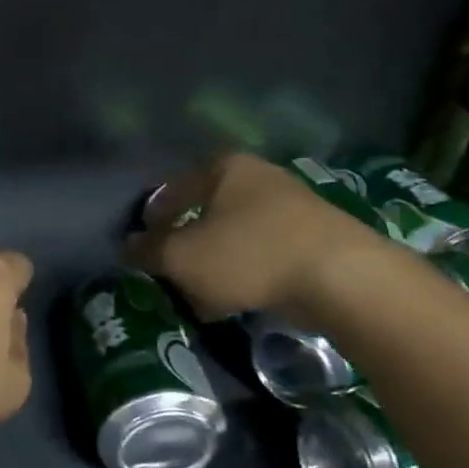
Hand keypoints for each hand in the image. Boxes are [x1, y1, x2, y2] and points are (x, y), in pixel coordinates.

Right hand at [123, 153, 388, 319]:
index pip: (173, 189)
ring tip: (201, 293)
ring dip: (215, 262)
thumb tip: (127, 246)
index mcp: (224, 168)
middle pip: (206, 211)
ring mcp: (292, 206)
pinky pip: (264, 253)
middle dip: (187, 242)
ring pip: (235, 235)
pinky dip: (245, 272)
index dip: (153, 218)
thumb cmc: (249, 254)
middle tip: (171, 270)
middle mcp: (258, 177)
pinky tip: (237, 299)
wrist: (342, 277)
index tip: (143, 245)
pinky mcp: (315, 237)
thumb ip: (148, 250)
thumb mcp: (182, 257)